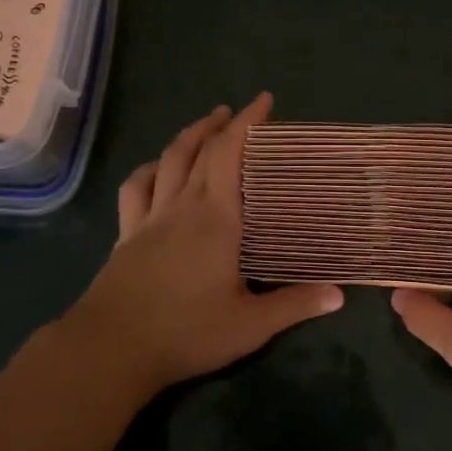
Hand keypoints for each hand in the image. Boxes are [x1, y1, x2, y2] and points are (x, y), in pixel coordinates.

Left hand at [59, 93, 343, 398]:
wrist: (111, 349)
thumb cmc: (186, 332)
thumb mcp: (250, 325)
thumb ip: (295, 305)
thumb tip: (340, 294)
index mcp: (216, 219)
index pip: (230, 155)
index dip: (247, 123)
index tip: (264, 101)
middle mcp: (182, 207)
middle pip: (199, 151)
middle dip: (220, 125)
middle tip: (239, 112)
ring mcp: (149, 219)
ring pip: (166, 162)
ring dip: (186, 138)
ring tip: (202, 127)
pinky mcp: (127, 236)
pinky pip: (136, 190)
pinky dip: (149, 170)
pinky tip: (156, 170)